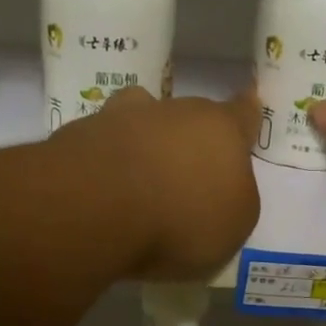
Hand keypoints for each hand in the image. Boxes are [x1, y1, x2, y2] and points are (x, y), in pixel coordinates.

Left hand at [57, 86, 261, 279]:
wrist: (97, 208)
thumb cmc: (183, 217)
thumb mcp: (233, 224)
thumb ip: (234, 198)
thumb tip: (219, 187)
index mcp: (221, 129)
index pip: (242, 114)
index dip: (246, 115)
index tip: (248, 102)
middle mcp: (173, 111)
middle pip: (187, 116)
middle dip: (187, 137)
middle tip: (183, 172)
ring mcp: (120, 118)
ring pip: (138, 119)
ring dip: (142, 141)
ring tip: (136, 177)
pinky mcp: (77, 137)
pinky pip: (100, 146)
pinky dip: (104, 163)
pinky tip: (100, 193)